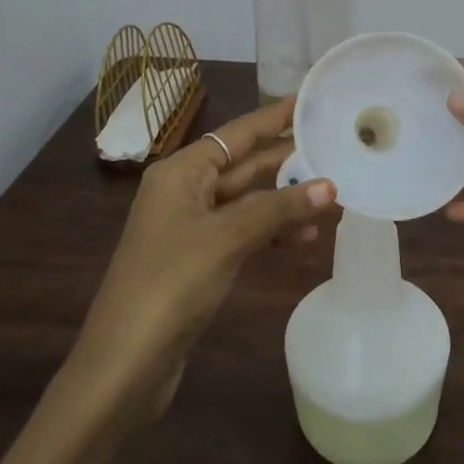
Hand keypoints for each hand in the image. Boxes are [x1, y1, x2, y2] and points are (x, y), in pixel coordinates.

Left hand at [71, 95, 336, 419]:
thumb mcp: (227, 238)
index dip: (275, 117)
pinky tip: (303, 238)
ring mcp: (191, 228)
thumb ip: (279, 209)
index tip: (312, 100)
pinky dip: (271, 232)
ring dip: (285, 201)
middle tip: (337, 148)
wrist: (125, 364)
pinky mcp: (199, 260)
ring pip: (247, 202)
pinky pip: (243, 232)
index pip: (237, 134)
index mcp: (181, 172)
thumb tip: (330, 185)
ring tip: (332, 197)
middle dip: (288, 161)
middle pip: (244, 166)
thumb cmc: (170, 284)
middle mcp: (184, 191)